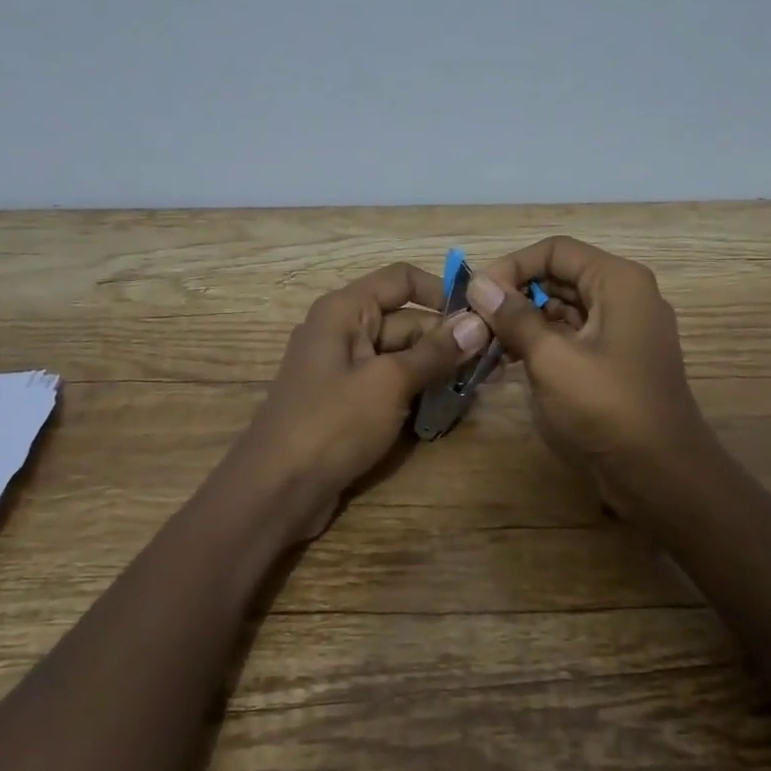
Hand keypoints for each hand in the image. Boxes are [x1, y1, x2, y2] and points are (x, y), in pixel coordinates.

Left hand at [222, 262, 489, 543]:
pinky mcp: (348, 403)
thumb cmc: (332, 423)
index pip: (401, 280)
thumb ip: (435, 352)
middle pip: (406, 320)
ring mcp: (345, 369)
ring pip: (402, 356)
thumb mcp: (389, 383)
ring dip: (437, 368)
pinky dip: (417, 391)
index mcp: (345, 310)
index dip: (441, 292)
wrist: (276, 491)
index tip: (481, 316)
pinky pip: (390, 385)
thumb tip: (479, 322)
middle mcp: (343, 330)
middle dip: (447, 338)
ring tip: (481, 385)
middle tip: (494, 361)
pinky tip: (450, 407)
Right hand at [467, 237, 723, 535]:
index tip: (477, 295)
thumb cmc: (609, 407)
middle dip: (515, 295)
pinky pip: (573, 335)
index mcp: (618, 281)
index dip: (512, 266)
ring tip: (486, 345)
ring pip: (563, 308)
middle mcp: (624, 295)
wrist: (663, 475)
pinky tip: (509, 362)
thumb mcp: (552, 358)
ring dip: (524, 321)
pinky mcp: (616, 359)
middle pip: (559, 276)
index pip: (555, 251)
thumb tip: (478, 283)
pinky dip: (542, 343)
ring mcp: (623, 328)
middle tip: (476, 321)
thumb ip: (514, 316)